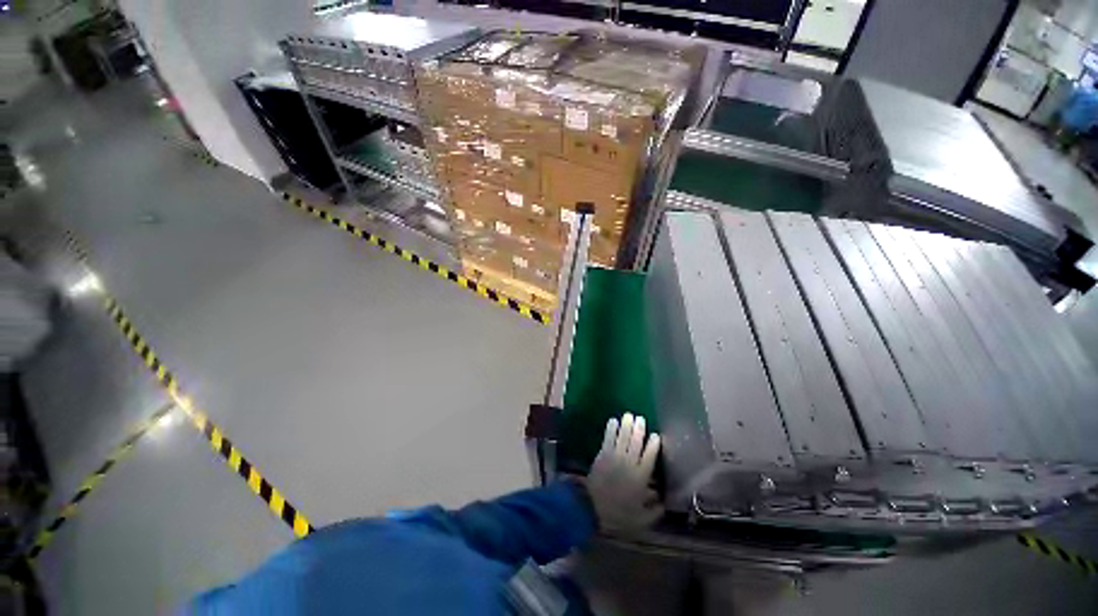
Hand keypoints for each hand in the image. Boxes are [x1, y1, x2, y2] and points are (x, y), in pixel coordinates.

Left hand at [586, 413, 662, 533]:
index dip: (653, 445)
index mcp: (641, 478)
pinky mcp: (602, 455)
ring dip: (626, 425)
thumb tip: (663, 502)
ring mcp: (615, 457)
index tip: (656, 436)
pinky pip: (608, 438)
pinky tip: (613, 420)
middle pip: (636, 442)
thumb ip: (654, 511)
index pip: (650, 457)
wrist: (592, 508)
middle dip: (639, 429)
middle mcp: (629, 463)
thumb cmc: (618, 515)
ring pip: (623, 437)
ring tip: (629, 415)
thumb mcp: (641, 520)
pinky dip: (611, 429)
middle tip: (641, 419)